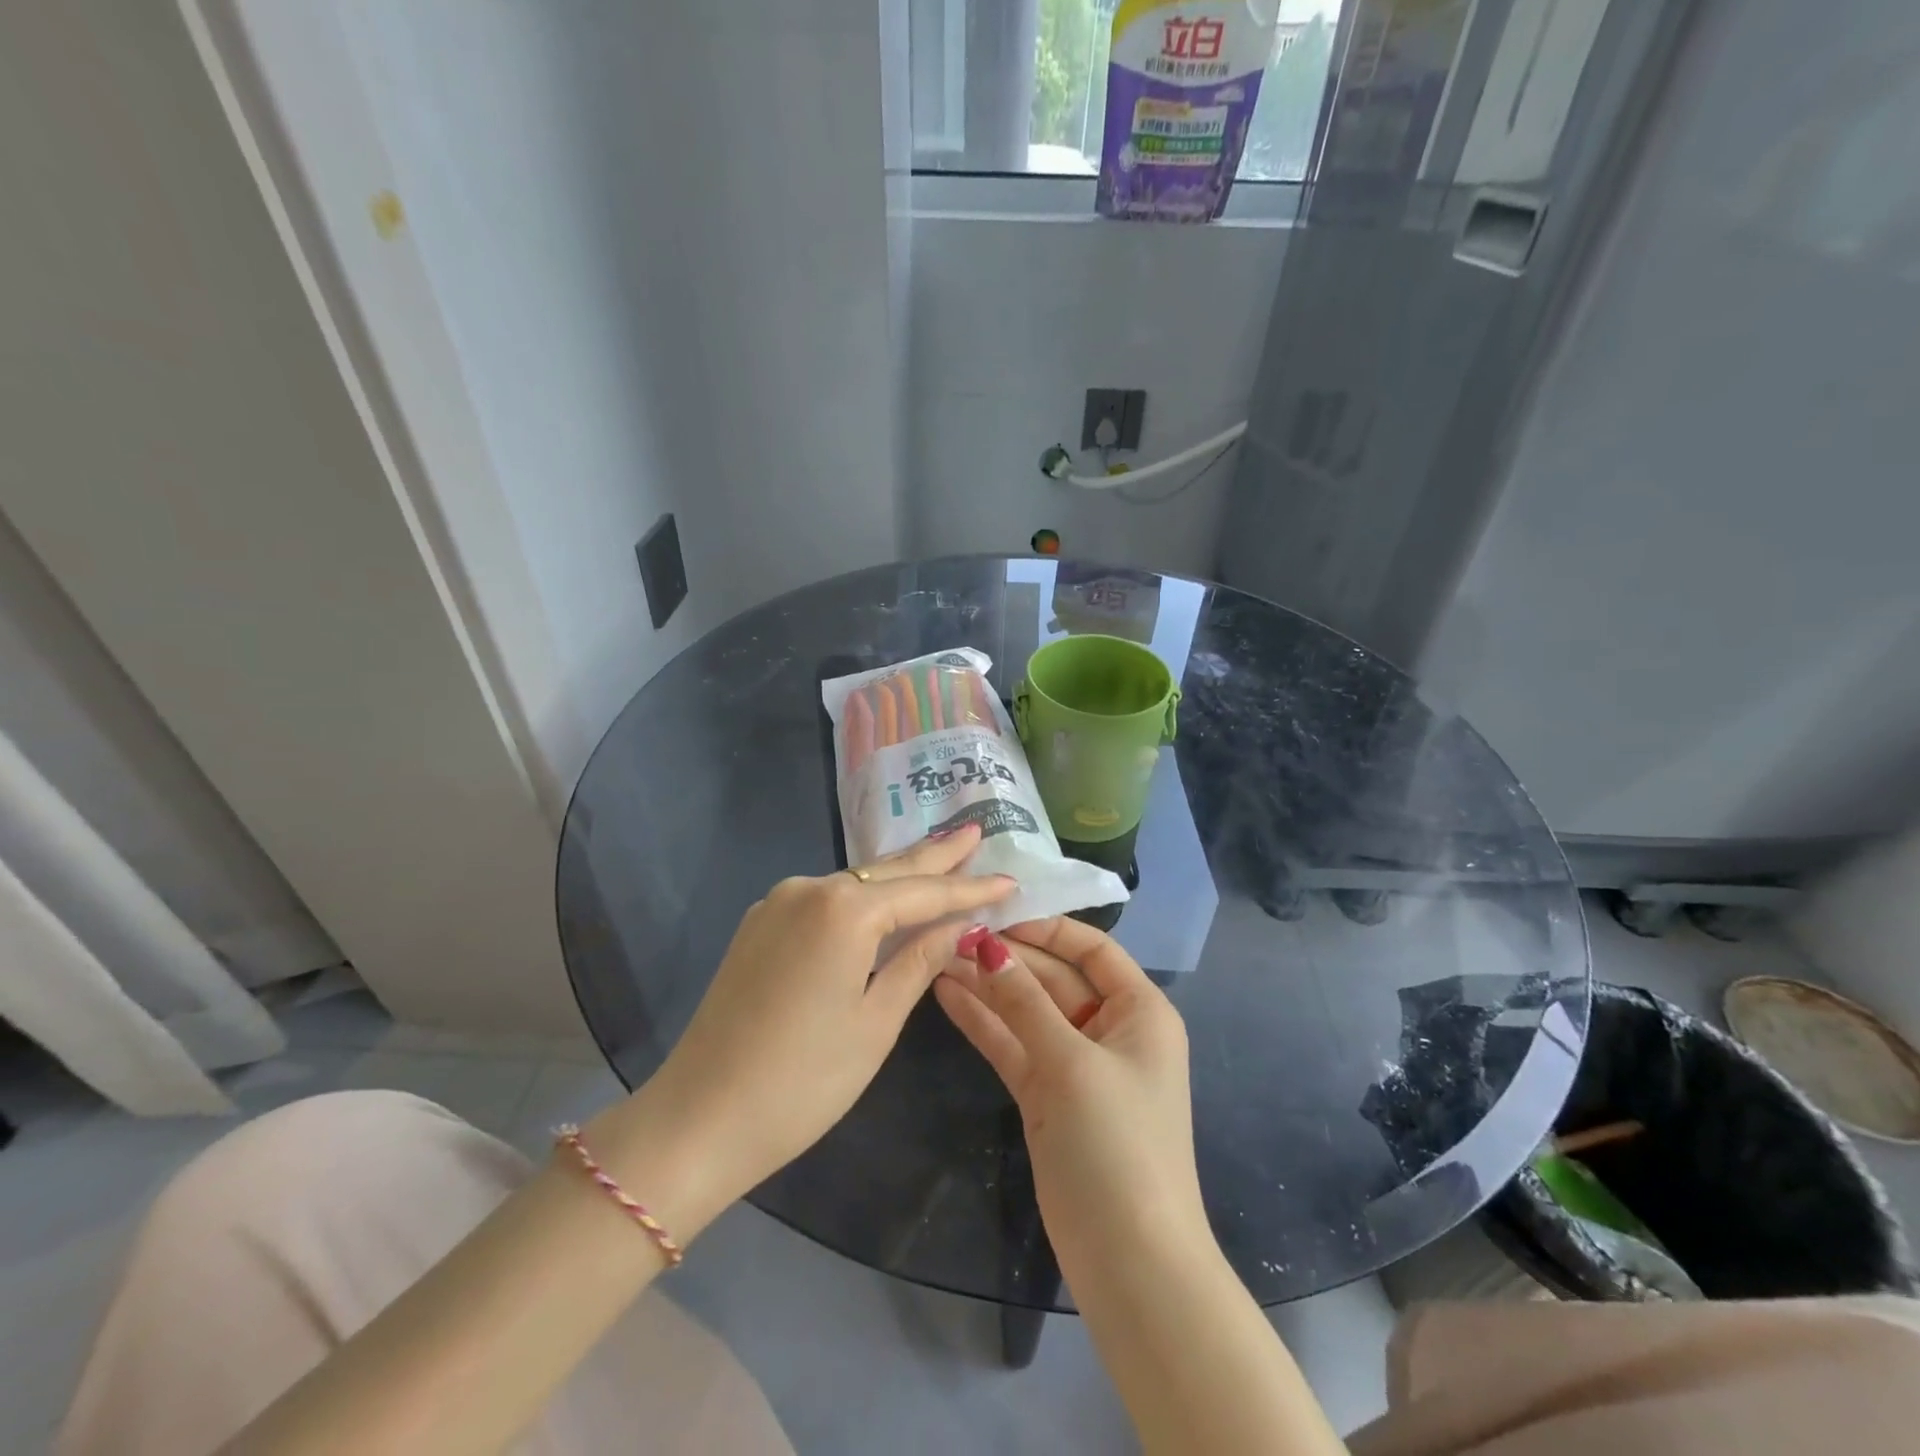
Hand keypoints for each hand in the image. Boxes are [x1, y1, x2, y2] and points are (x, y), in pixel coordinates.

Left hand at [649, 824, 1014, 1216]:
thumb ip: (918, 961)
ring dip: (899, 875)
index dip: (970, 888)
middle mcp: (809, 889)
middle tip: (975, 831)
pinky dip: (862, 897)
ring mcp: (778, 903)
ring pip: (855, 882)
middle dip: (935, 855)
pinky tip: (884, 897)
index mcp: (844, 909)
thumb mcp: (875, 1022)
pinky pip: (825, 900)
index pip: (924, 892)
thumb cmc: (802, 1081)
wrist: (697, 1119)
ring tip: (941, 856)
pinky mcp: (760, 925)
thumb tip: (959, 925)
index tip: (1011, 880)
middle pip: (888, 870)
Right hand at [934, 918, 1205, 1279]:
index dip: (1046, 929)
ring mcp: (1075, 1063)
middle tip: (950, 932)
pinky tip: (947, 995)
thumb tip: (987, 945)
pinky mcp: (1047, 1096)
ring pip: (1027, 1011)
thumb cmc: (1116, 1145)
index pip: (1092, 949)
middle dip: (1006, 958)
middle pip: (1053, 978)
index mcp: (1139, 1010)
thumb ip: (1025, 1002)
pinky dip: (984, 1023)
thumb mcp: (1071, 1063)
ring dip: (987, 987)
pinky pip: (1014, 1046)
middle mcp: (1110, 1028)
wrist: (1131, 1262)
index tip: (995, 915)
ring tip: (936, 955)